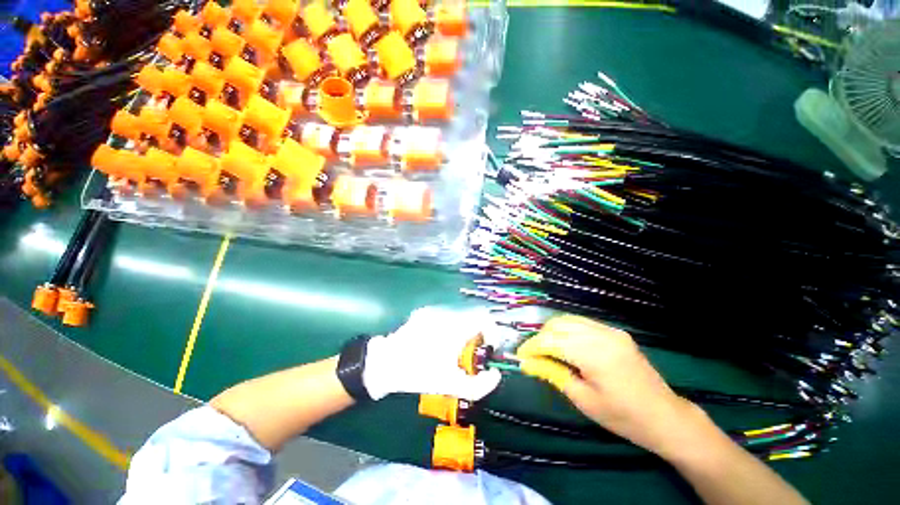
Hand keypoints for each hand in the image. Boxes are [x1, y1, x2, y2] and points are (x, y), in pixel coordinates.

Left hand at [362, 307, 502, 400]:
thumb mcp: (451, 386)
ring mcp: (433, 311)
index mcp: (456, 327)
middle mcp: (446, 313)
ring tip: (453, 351)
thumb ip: (479, 386)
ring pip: (459, 317)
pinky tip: (437, 344)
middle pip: (472, 318)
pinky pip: (445, 317)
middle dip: (477, 335)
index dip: (493, 332)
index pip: (484, 318)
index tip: (489, 348)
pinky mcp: (424, 313)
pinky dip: (449, 328)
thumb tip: (495, 375)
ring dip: (463, 331)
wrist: (384, 363)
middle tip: (471, 354)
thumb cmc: (419, 373)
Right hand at [516, 315, 703, 458]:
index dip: (532, 347)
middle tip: (533, 355)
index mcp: (594, 353)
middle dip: (540, 338)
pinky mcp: (615, 332)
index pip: (551, 340)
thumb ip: (552, 374)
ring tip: (546, 350)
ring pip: (568, 320)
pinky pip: (582, 324)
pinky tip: (565, 345)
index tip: (520, 356)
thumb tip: (526, 363)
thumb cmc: (622, 416)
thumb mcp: (582, 399)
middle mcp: (601, 334)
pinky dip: (567, 330)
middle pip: (557, 325)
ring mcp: (610, 330)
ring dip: (552, 332)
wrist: (665, 417)